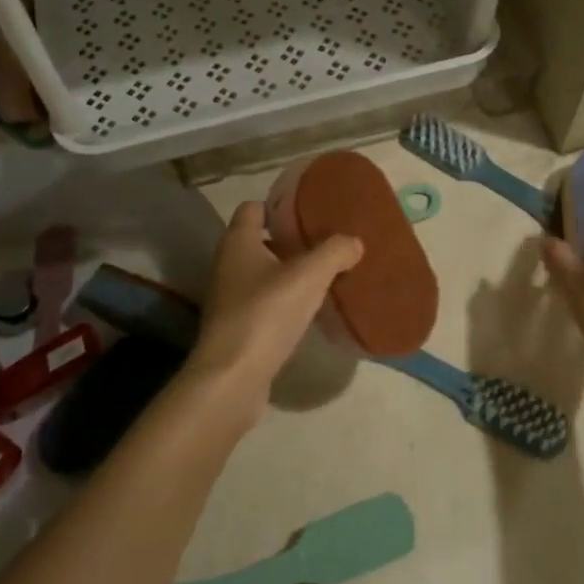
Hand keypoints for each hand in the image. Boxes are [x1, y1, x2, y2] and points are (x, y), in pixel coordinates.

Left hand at [186, 201, 362, 403]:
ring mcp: (230, 297)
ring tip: (327, 274)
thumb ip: (334, 252)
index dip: (280, 205)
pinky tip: (311, 309)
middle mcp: (228, 264)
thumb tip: (354, 241)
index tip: (311, 210)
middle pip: (261, 240)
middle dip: (292, 240)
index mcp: (238, 241)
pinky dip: (286, 300)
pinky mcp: (238, 326)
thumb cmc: (266, 314)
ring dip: (291, 272)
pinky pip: (266, 302)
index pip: (253, 207)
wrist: (233, 377)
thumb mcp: (308, 276)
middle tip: (328, 242)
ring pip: (264, 273)